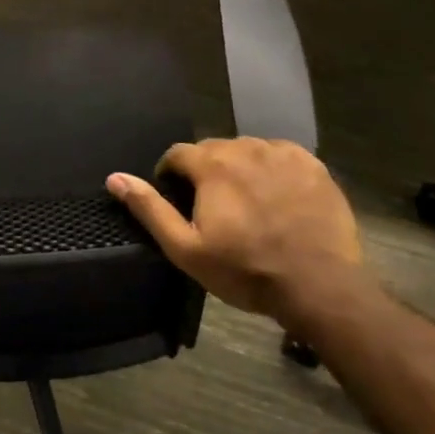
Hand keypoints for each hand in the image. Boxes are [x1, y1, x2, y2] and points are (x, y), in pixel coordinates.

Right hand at [108, 138, 362, 319]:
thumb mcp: (186, 248)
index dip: (171, 175)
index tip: (178, 199)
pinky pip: (280, 156)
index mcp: (212, 165)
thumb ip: (149, 209)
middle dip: (206, 172)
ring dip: (239, 169)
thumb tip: (115, 178)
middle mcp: (246, 147)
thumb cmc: (245, 270)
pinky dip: (272, 171)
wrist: (319, 286)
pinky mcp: (313, 165)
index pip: (178, 153)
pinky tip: (277, 198)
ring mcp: (283, 154)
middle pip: (213, 150)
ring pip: (248, 151)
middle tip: (213, 208)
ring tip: (247, 204)